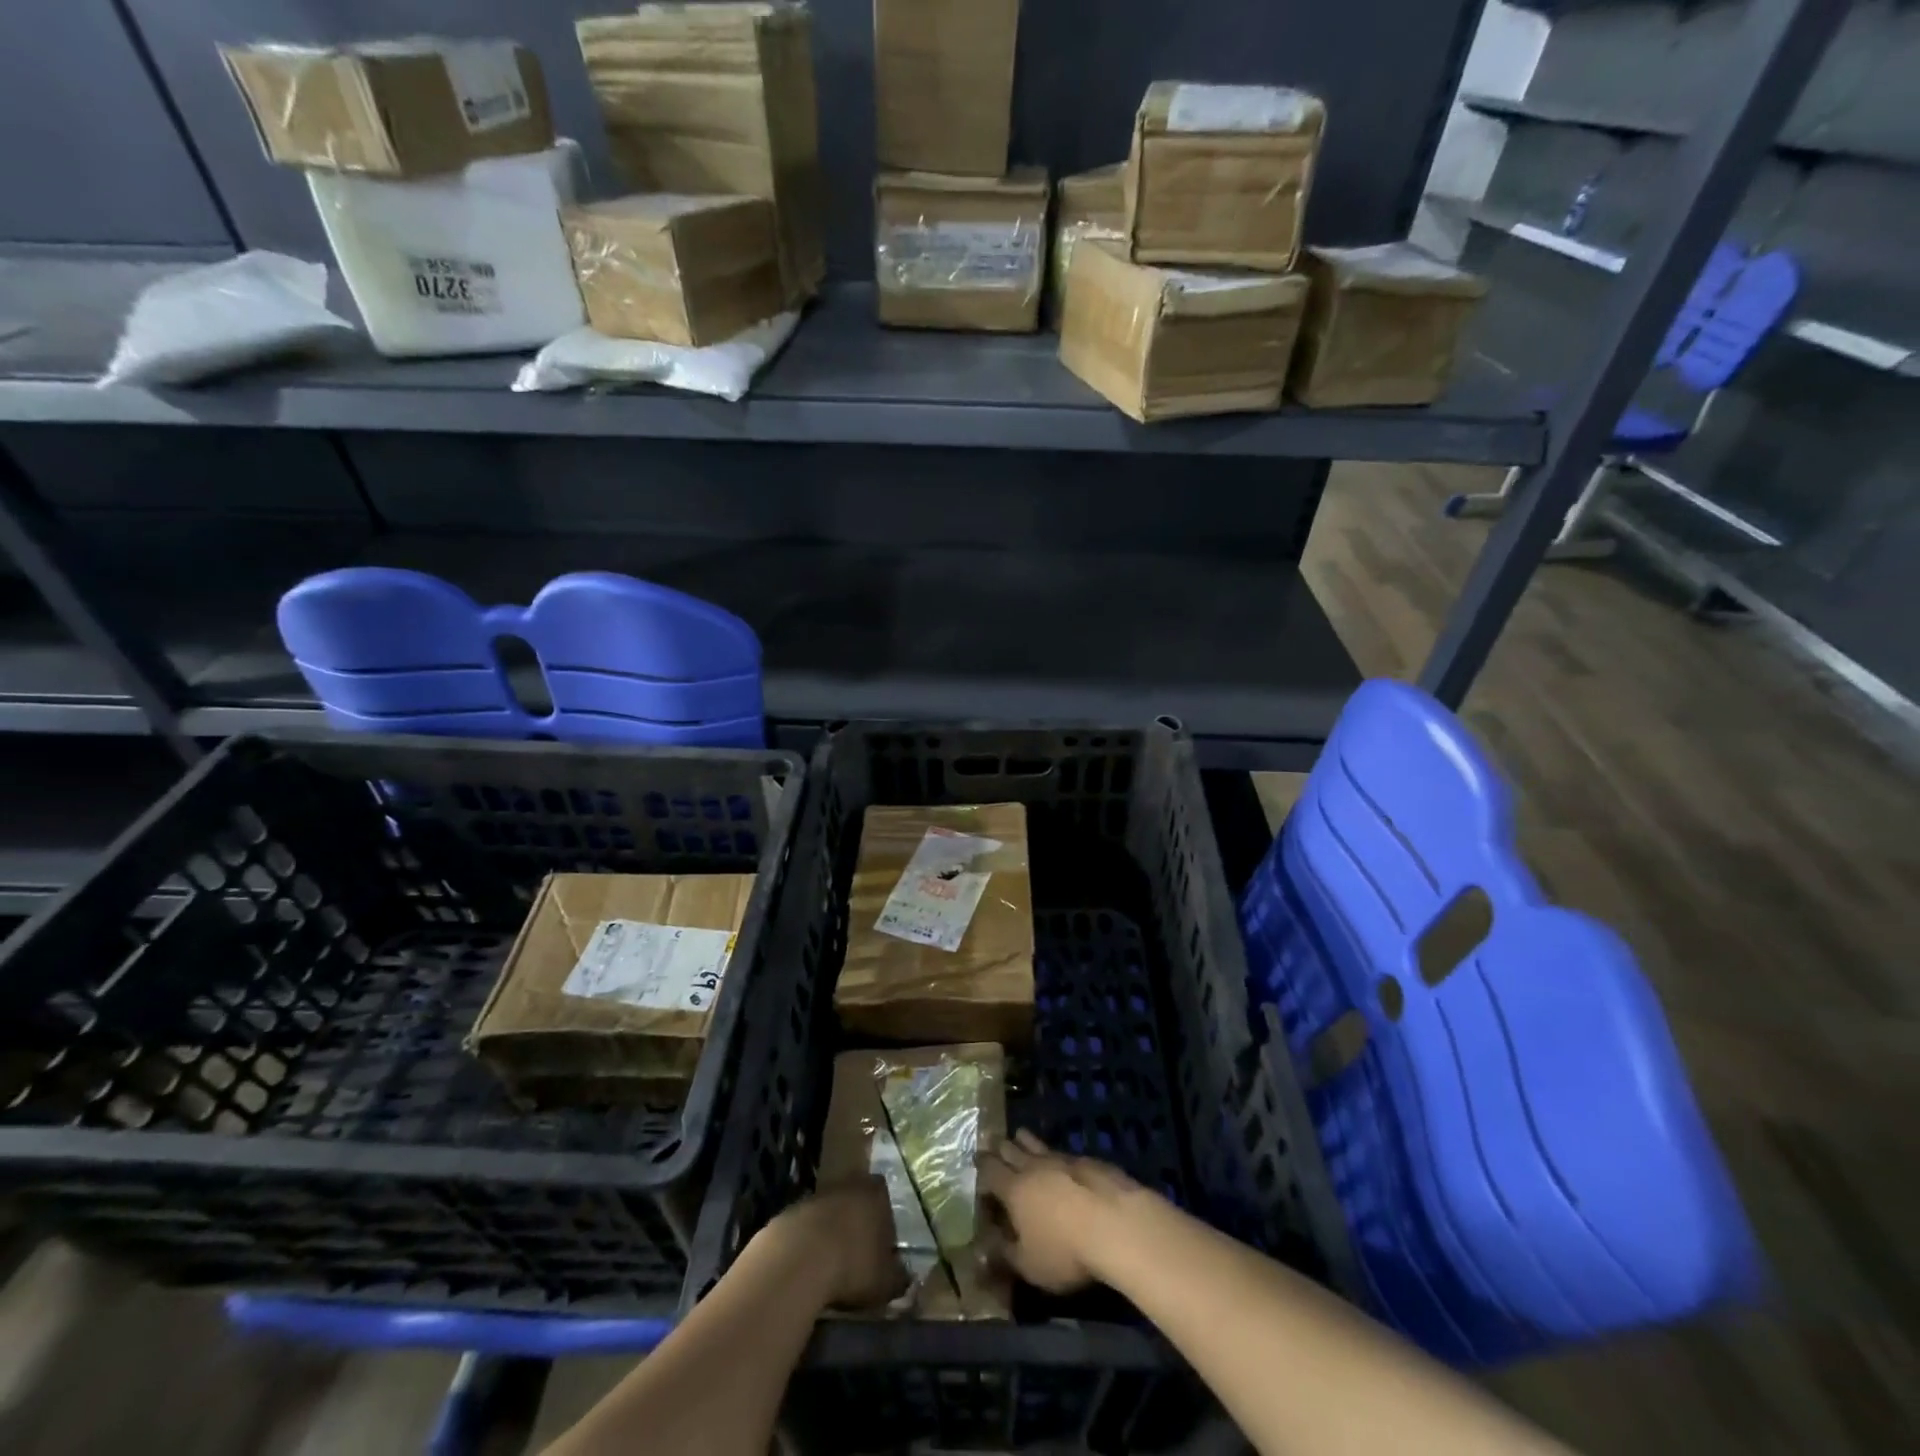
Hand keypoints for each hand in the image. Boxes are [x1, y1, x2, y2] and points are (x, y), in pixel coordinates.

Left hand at [768, 1175, 909, 1309]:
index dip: (883, 1217)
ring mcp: (815, 1197)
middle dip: (855, 1222)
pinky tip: (806, 1268)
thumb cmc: (852, 1266)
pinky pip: (804, 1227)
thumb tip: (906, 1278)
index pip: (883, 1194)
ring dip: (829, 1232)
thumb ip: (899, 1278)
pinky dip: (806, 1243)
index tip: (881, 1242)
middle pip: (854, 1199)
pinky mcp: (788, 1213)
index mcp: (875, 1194)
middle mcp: (846, 1185)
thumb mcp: (885, 1282)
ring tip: (830, 1264)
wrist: (797, 1261)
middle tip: (857, 1252)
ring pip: (828, 1211)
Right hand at [978, 1130, 1147, 1293]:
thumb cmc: (1065, 1250)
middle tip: (992, 1142)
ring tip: (1020, 1135)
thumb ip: (1004, 1255)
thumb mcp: (1029, 1266)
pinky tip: (1060, 1160)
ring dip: (1026, 1141)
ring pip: (1037, 1145)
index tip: (975, 1161)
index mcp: (1013, 1189)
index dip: (981, 1167)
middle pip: (1011, 1150)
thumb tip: (984, 1248)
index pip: (990, 1171)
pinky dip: (1055, 1155)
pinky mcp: (1088, 1161)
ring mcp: (1062, 1160)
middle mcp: (1033, 1167)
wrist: (1115, 1223)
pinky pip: (1063, 1153)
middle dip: (1000, 1147)